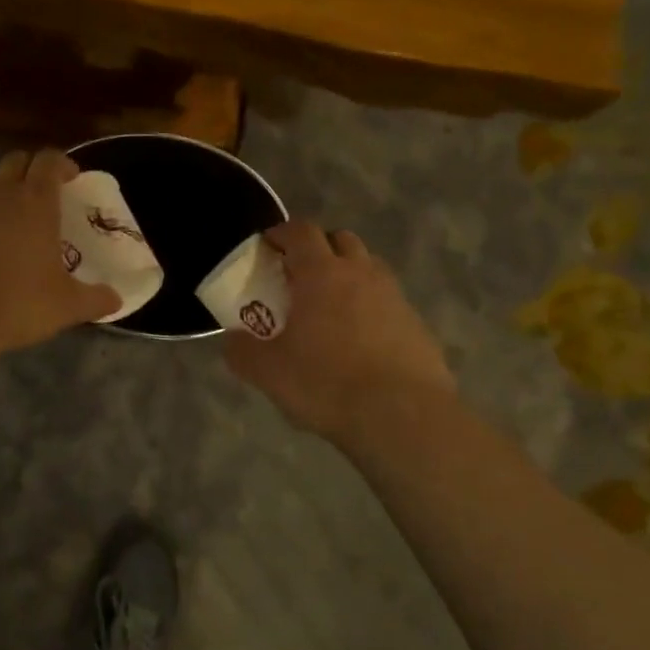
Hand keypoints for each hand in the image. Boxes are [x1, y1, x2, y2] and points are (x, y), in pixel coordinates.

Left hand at [0, 149, 121, 360]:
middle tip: (44, 192)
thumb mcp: (66, 307)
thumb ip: (96, 299)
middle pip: (16, 161)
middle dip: (32, 169)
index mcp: (34, 202)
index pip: (49, 161)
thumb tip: (117, 298)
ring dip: (1, 186)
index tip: (72, 179)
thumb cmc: (15, 303)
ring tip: (11, 211)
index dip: (62, 164)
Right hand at [224, 220, 453, 442]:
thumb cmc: (326, 384)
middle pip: (340, 240)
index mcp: (322, 274)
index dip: (281, 234)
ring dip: (346, 276)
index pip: (301, 231)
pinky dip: (369, 308)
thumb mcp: (267, 372)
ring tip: (328, 310)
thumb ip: (241, 350)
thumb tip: (233, 339)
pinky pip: (386, 302)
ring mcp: (395, 297)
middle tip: (298, 277)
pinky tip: (358, 342)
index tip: (267, 247)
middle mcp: (362, 274)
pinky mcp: (417, 325)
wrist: (404, 417)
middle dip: (318, 249)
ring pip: (368, 269)